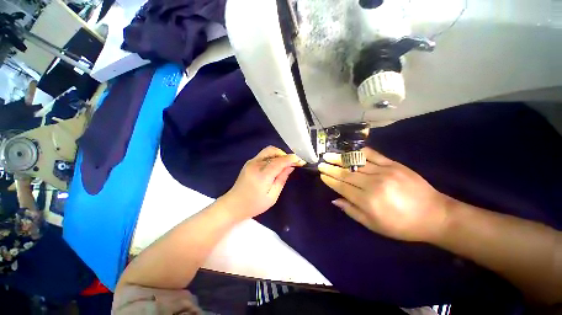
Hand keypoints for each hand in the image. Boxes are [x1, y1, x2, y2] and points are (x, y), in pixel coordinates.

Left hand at [221, 146, 304, 219]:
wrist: (234, 205)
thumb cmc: (254, 204)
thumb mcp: (272, 196)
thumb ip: (281, 179)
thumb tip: (290, 167)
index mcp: (262, 175)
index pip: (279, 161)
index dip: (291, 159)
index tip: (300, 161)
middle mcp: (255, 164)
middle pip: (272, 150)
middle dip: (284, 154)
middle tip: (291, 163)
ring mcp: (251, 162)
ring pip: (268, 151)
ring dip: (278, 155)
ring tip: (284, 164)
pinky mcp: (249, 163)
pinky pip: (263, 155)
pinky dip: (272, 157)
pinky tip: (275, 165)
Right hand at [318, 148, 448, 242]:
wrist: (435, 215)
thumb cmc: (401, 225)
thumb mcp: (374, 225)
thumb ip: (352, 211)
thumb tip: (335, 199)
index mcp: (368, 201)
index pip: (342, 186)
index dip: (330, 180)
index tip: (321, 174)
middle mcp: (373, 184)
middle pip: (347, 173)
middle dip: (331, 168)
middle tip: (321, 163)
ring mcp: (384, 172)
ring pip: (356, 163)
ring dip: (340, 159)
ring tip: (329, 155)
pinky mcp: (394, 165)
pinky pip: (373, 155)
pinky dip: (359, 152)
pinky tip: (350, 150)